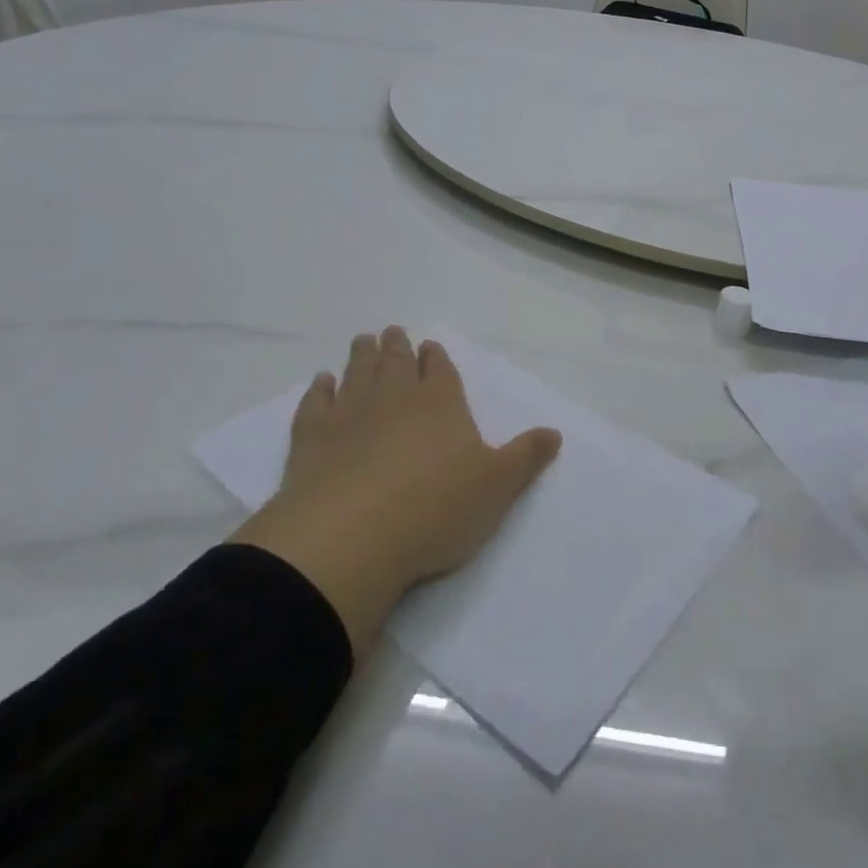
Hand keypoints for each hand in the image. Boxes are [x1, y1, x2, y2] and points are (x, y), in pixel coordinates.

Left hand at [230, 327, 561, 652]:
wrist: (353, 535)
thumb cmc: (435, 509)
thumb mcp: (497, 487)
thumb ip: (526, 457)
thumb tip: (555, 432)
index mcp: (441, 402)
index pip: (440, 369)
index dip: (435, 357)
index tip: (428, 346)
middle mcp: (396, 397)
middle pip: (397, 362)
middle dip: (398, 346)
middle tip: (392, 331)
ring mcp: (351, 412)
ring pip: (358, 372)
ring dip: (362, 355)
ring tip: (364, 340)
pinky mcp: (312, 436)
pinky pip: (316, 402)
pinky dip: (319, 389)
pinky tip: (321, 381)